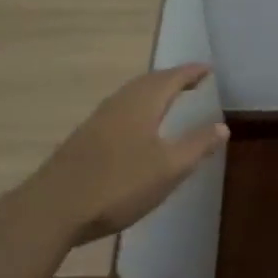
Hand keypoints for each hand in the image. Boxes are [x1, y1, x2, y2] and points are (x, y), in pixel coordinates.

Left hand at [27, 65, 228, 242]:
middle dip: (173, 78)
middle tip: (192, 81)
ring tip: (169, 98)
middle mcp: (121, 102)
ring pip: (133, 94)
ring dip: (154, 91)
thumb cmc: (119, 184)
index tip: (209, 69)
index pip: (173, 78)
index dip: (192, 73)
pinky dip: (138, 106)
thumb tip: (223, 126)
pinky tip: (137, 126)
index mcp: (143, 103)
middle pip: (150, 81)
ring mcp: (99, 118)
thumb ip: (197, 145)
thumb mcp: (168, 169)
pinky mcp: (85, 137)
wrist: (54, 207)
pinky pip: (120, 108)